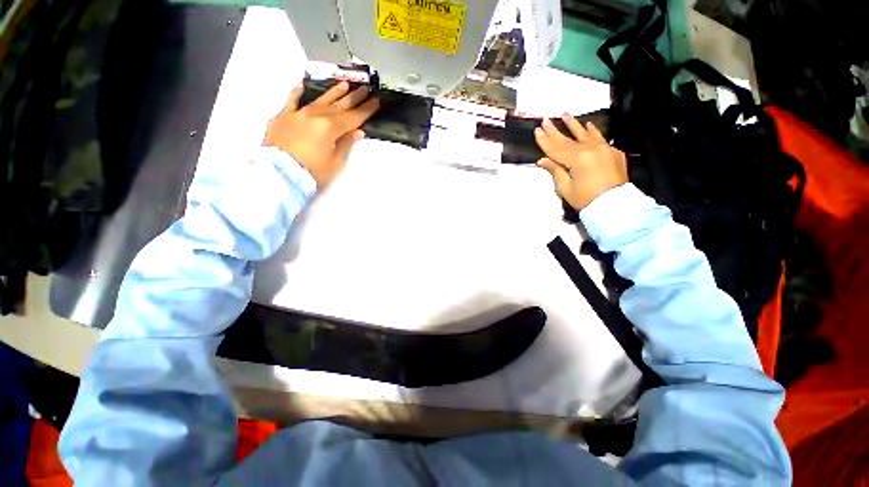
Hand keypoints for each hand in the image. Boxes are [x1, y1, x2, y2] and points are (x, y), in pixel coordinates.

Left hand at [264, 81, 379, 187]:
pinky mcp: (283, 117)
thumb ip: (346, 144)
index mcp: (330, 127)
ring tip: (344, 84)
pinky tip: (303, 84)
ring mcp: (298, 114)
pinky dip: (298, 92)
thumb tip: (357, 131)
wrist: (280, 174)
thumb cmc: (312, 172)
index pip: (353, 117)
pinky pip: (292, 100)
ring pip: (320, 99)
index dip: (366, 109)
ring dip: (333, 92)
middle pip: (339, 105)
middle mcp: (315, 115)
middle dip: (354, 97)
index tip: (376, 101)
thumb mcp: (335, 162)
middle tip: (365, 89)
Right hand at [535, 114, 627, 209]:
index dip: (545, 140)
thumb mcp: (565, 188)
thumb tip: (543, 160)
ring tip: (565, 114)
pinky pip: (600, 138)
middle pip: (568, 140)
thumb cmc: (586, 199)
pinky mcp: (613, 152)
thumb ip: (555, 170)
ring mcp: (604, 149)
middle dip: (555, 130)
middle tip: (545, 120)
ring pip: (585, 134)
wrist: (614, 206)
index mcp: (578, 159)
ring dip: (573, 125)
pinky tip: (588, 125)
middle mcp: (591, 149)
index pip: (556, 148)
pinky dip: (592, 131)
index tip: (537, 131)